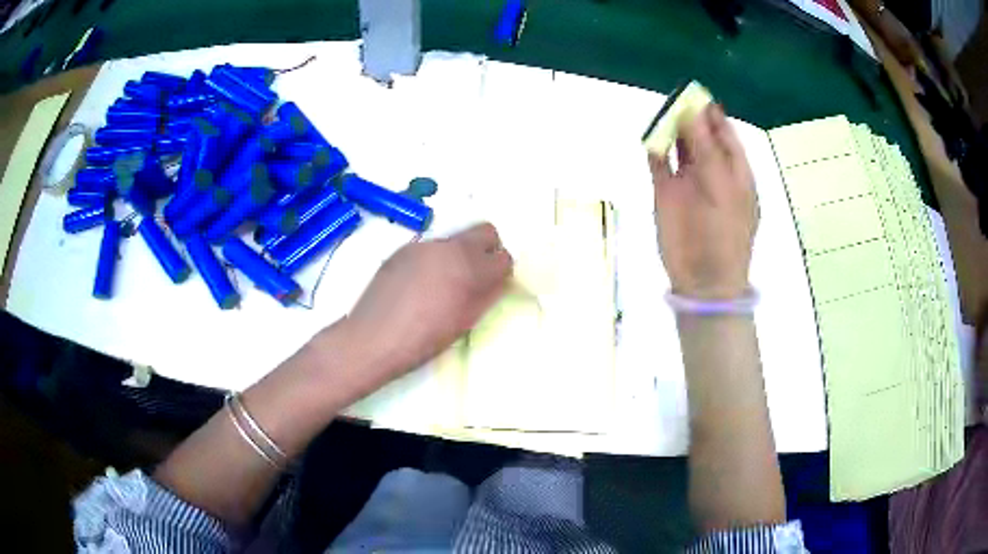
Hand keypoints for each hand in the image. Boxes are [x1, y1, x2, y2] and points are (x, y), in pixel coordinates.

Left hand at [343, 223, 512, 382]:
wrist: (373, 338)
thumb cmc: (423, 339)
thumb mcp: (464, 322)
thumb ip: (487, 297)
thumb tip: (498, 281)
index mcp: (470, 268)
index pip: (503, 257)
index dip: (502, 271)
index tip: (495, 284)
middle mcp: (450, 247)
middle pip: (485, 231)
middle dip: (488, 249)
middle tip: (478, 275)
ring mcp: (424, 245)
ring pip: (456, 239)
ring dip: (459, 255)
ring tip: (443, 284)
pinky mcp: (403, 249)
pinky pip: (431, 247)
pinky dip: (435, 259)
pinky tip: (420, 285)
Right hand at [649, 104, 757, 299]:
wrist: (704, 278)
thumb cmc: (723, 234)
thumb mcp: (722, 187)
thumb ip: (707, 149)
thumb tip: (694, 112)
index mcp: (734, 170)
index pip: (724, 133)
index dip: (712, 113)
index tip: (697, 94)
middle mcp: (711, 170)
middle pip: (700, 135)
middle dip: (689, 116)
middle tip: (675, 97)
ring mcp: (688, 181)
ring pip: (678, 145)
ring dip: (670, 129)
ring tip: (662, 112)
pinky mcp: (666, 193)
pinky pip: (659, 163)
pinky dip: (654, 149)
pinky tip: (650, 138)